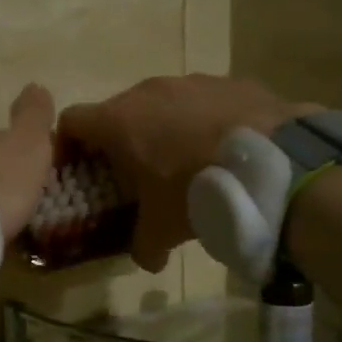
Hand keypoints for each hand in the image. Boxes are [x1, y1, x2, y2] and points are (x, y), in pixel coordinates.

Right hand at [59, 75, 319, 272]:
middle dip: (119, 141)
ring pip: (162, 103)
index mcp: (118, 122)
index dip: (67, 144)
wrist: (273, 163)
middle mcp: (148, 91)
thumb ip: (144, 245)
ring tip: (185, 161)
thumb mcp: (163, 228)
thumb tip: (147, 260)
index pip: (71, 121)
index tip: (78, 168)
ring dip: (162, 128)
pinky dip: (203, 121)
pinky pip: (203, 101)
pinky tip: (223, 149)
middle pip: (117, 111)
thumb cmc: (197, 190)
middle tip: (134, 173)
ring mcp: (191, 81)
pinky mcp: (230, 81)